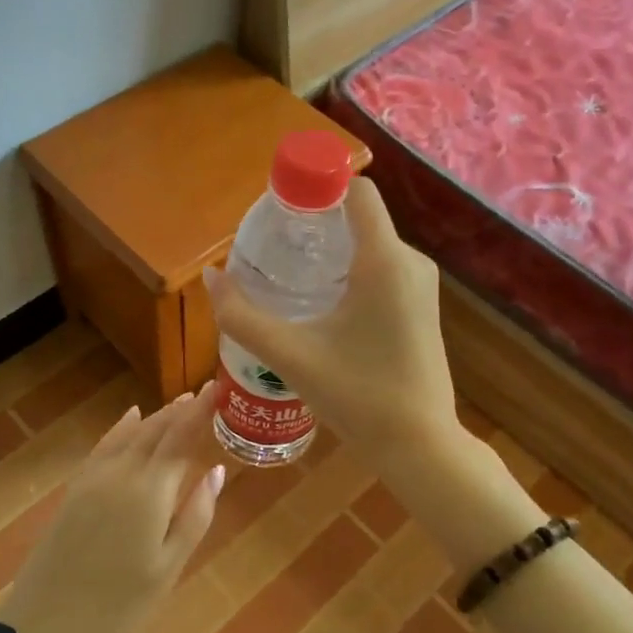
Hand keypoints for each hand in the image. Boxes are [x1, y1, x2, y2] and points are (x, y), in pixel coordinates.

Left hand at [0, 384, 225, 632]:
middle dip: (181, 409)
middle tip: (205, 392)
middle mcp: (121, 473)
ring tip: (180, 403)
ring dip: (156, 416)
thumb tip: (216, 471)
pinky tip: (130, 418)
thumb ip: (195, 516)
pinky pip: (105, 445)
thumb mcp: (168, 568)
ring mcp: (93, 479)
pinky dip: (122, 427)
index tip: (218, 387)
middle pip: (155, 430)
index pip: (180, 437)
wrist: (44, 625)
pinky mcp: (75, 490)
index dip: (201, 411)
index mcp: (149, 492)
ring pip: (130, 435)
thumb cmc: (118, 605)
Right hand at [203, 177, 461, 483]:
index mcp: (384, 261)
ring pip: (370, 246)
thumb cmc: (358, 396)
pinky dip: (349, 273)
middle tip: (273, 249)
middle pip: (358, 218)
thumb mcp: (291, 356)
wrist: (420, 446)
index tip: (279, 208)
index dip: (317, 186)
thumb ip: (243, 316)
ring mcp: (420, 286)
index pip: (357, 191)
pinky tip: (321, 306)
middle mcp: (410, 262)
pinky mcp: (421, 308)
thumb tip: (211, 278)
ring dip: (330, 252)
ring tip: (289, 278)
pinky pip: (382, 270)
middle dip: (315, 224)